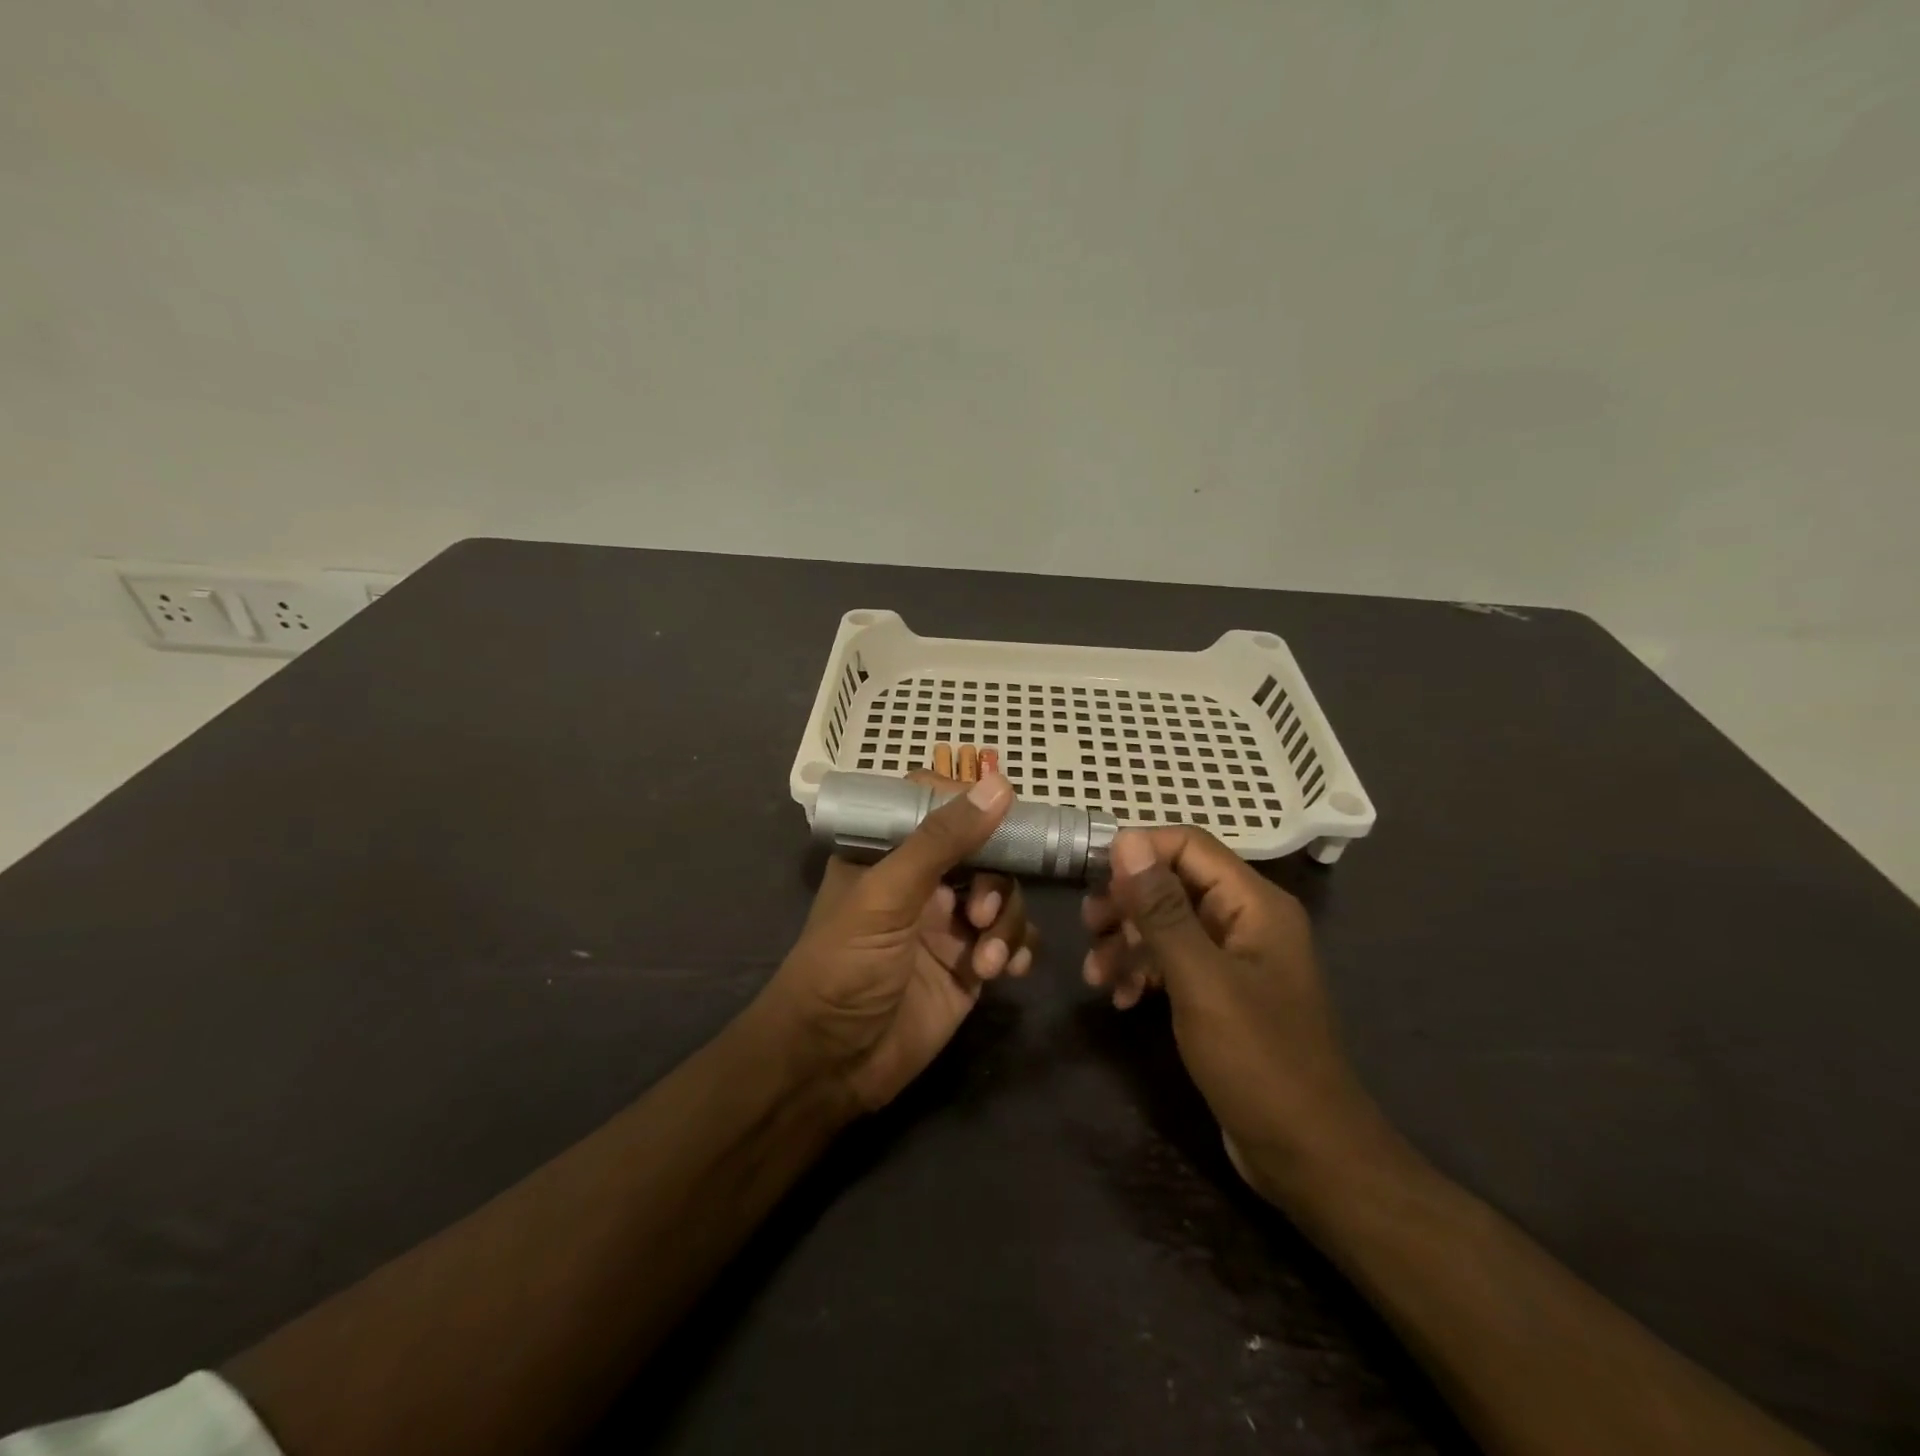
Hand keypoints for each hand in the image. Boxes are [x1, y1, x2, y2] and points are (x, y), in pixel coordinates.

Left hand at [761, 771, 1037, 1113]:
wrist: (832, 1065)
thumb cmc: (844, 966)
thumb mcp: (886, 896)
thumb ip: (941, 840)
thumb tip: (999, 784)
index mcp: (888, 852)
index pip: (936, 805)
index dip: (971, 805)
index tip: (1004, 813)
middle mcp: (921, 882)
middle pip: (983, 852)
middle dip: (994, 880)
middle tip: (978, 914)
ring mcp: (948, 924)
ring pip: (1003, 896)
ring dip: (1006, 922)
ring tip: (987, 961)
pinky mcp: (969, 965)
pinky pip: (1012, 940)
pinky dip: (1018, 949)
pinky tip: (1008, 971)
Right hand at [1082, 828, 1389, 1201]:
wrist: (1309, 1156)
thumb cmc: (1258, 1061)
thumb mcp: (1200, 980)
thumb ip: (1161, 909)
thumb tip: (1126, 840)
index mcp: (1254, 904)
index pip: (1189, 845)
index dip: (1138, 852)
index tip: (1090, 877)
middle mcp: (1246, 920)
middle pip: (1173, 883)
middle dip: (1126, 903)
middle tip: (1088, 928)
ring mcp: (1235, 958)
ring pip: (1167, 924)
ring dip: (1127, 943)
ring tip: (1095, 976)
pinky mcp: (1221, 992)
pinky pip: (1174, 962)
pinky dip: (1144, 972)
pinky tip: (1121, 999)